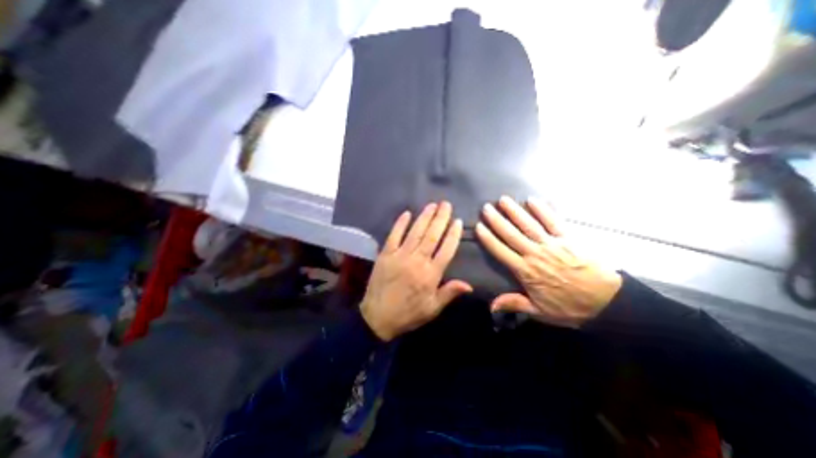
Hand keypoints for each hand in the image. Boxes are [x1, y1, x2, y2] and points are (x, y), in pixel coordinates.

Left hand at [361, 200, 474, 339]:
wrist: (377, 317)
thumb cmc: (408, 313)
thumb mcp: (432, 309)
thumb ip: (449, 293)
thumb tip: (469, 284)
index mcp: (430, 275)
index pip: (446, 250)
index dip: (453, 234)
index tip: (457, 221)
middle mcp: (417, 261)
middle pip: (432, 236)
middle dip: (440, 218)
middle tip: (446, 204)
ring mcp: (400, 256)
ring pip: (415, 232)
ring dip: (424, 217)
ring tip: (432, 205)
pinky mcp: (385, 254)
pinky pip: (394, 235)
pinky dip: (400, 224)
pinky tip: (407, 213)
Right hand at [476, 196, 621, 325]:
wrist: (608, 302)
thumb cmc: (570, 306)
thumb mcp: (540, 311)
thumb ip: (515, 304)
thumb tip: (491, 305)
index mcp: (526, 271)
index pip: (501, 251)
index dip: (488, 238)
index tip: (479, 227)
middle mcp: (535, 254)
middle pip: (511, 234)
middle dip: (497, 220)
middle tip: (486, 207)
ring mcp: (551, 244)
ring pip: (528, 224)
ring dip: (515, 211)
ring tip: (503, 200)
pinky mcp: (568, 238)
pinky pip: (553, 221)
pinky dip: (543, 210)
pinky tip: (532, 200)